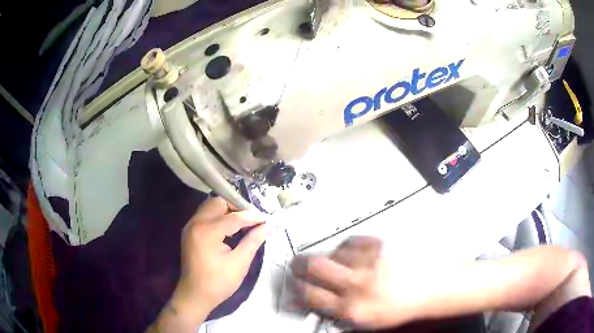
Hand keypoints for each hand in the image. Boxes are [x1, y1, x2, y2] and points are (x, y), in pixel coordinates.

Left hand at [173, 197, 266, 314]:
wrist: (195, 295)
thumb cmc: (219, 282)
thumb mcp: (240, 263)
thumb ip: (253, 241)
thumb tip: (268, 226)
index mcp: (208, 231)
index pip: (234, 216)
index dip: (252, 217)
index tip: (267, 219)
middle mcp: (196, 223)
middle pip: (218, 202)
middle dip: (236, 207)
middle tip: (252, 219)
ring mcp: (190, 226)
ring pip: (210, 206)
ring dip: (227, 210)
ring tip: (242, 223)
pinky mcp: (189, 231)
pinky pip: (205, 215)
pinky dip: (218, 216)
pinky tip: (229, 229)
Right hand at [291, 236, 417, 328]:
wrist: (434, 288)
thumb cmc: (403, 308)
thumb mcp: (367, 322)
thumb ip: (337, 313)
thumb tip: (315, 304)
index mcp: (353, 309)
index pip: (309, 296)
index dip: (296, 289)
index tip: (294, 285)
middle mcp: (358, 284)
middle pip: (314, 267)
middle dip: (299, 265)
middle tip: (299, 265)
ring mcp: (370, 262)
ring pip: (332, 252)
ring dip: (327, 258)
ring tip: (334, 263)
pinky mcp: (381, 244)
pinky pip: (351, 240)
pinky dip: (346, 247)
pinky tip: (351, 253)